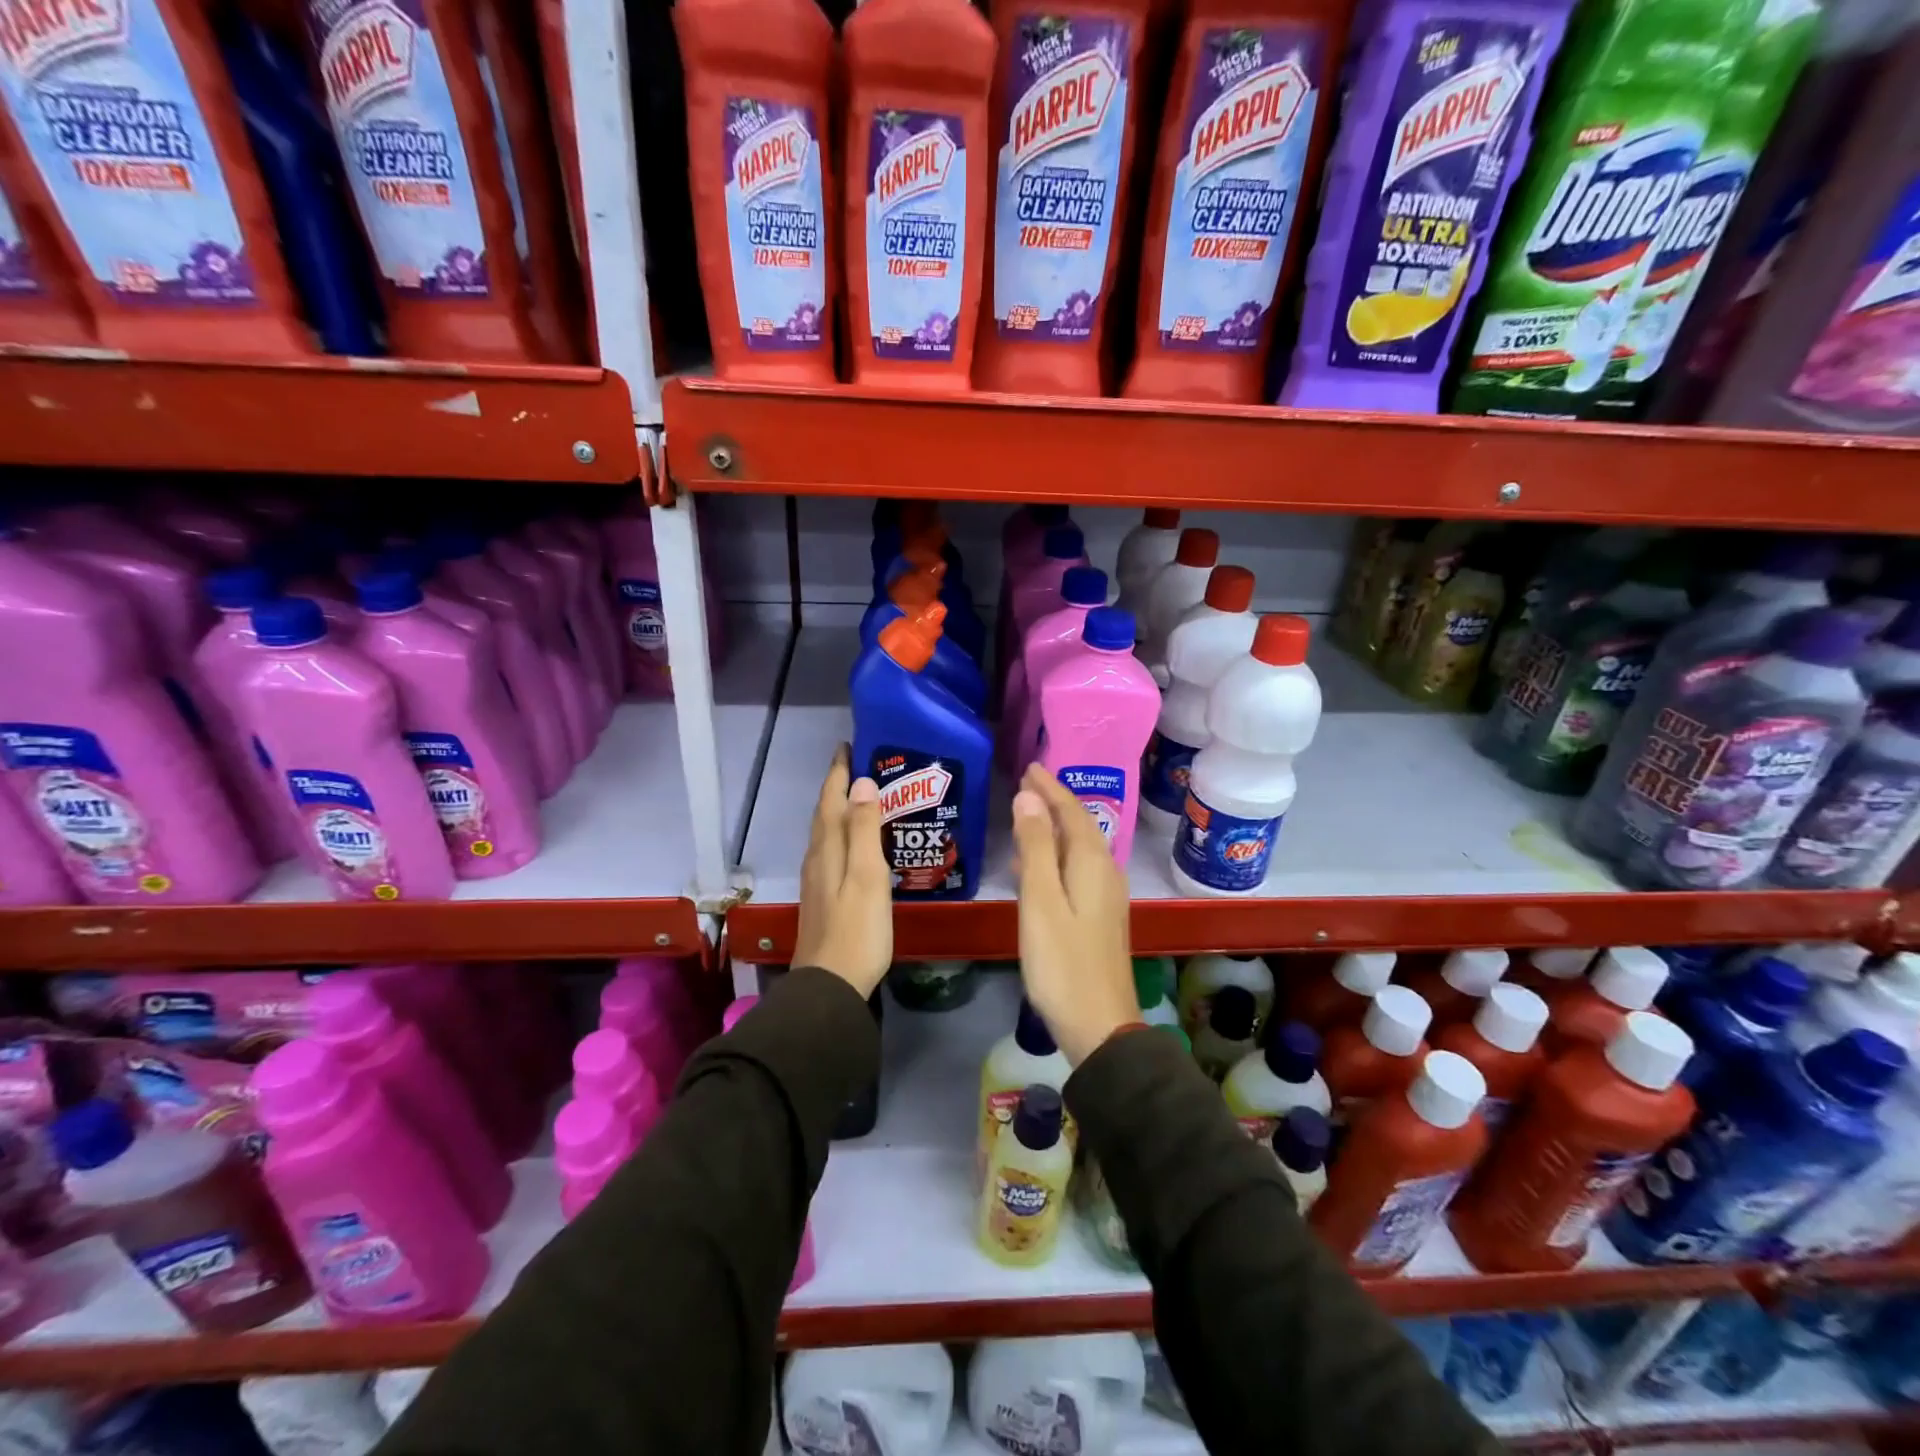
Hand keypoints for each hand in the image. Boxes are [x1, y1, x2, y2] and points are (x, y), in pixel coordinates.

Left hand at [792, 745, 892, 997]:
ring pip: (825, 833)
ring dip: (838, 809)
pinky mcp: (822, 898)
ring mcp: (817, 880)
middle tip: (858, 764)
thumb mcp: (867, 876)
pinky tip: (854, 844)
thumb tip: (862, 783)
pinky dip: (841, 834)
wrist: (831, 985)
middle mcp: (817, 858)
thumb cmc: (857, 930)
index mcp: (828, 849)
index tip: (849, 745)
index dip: (839, 772)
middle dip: (837, 786)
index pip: (831, 799)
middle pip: (824, 813)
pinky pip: (830, 851)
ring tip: (860, 797)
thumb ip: (863, 829)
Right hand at [1010, 764, 1138, 1065]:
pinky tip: (1038, 865)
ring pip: (1080, 849)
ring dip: (1055, 827)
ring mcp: (1106, 897)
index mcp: (1092, 865)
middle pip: (1080, 827)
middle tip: (1028, 782)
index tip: (1030, 768)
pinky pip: (1078, 869)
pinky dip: (1057, 855)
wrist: (1099, 1025)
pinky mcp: (1099, 917)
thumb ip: (1035, 848)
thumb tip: (1029, 797)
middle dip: (1055, 802)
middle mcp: (1106, 874)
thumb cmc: (1062, 962)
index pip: (1072, 812)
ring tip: (1029, 813)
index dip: (1051, 788)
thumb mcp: (1041, 901)